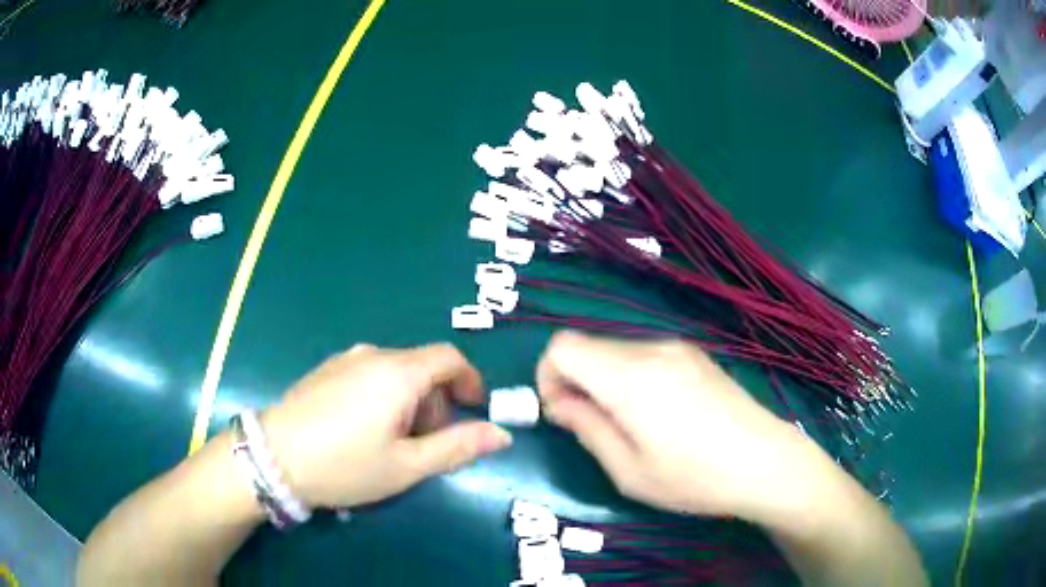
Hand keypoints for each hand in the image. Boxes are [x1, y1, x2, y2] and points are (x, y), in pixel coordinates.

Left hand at [261, 343, 512, 508]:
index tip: (473, 410)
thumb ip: (458, 447)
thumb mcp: (407, 466)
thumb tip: (502, 434)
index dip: (469, 381)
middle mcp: (372, 356)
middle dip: (437, 401)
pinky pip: (369, 374)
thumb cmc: (345, 465)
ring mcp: (345, 360)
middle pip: (421, 366)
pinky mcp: (325, 371)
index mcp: (398, 373)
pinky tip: (364, 430)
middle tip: (429, 443)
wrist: (274, 458)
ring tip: (395, 442)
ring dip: (410, 401)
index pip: (448, 358)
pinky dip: (384, 396)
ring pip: (395, 372)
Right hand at [537, 331, 814, 521]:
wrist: (766, 462)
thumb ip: (586, 428)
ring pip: (616, 352)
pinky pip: (645, 357)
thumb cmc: (694, 477)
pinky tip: (660, 416)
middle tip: (595, 429)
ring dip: (605, 382)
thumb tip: (559, 403)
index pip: (563, 346)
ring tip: (632, 427)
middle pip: (589, 347)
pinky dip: (632, 379)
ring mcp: (677, 349)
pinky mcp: (695, 356)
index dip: (548, 376)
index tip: (563, 414)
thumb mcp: (628, 470)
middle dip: (577, 383)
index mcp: (630, 377)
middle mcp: (651, 349)